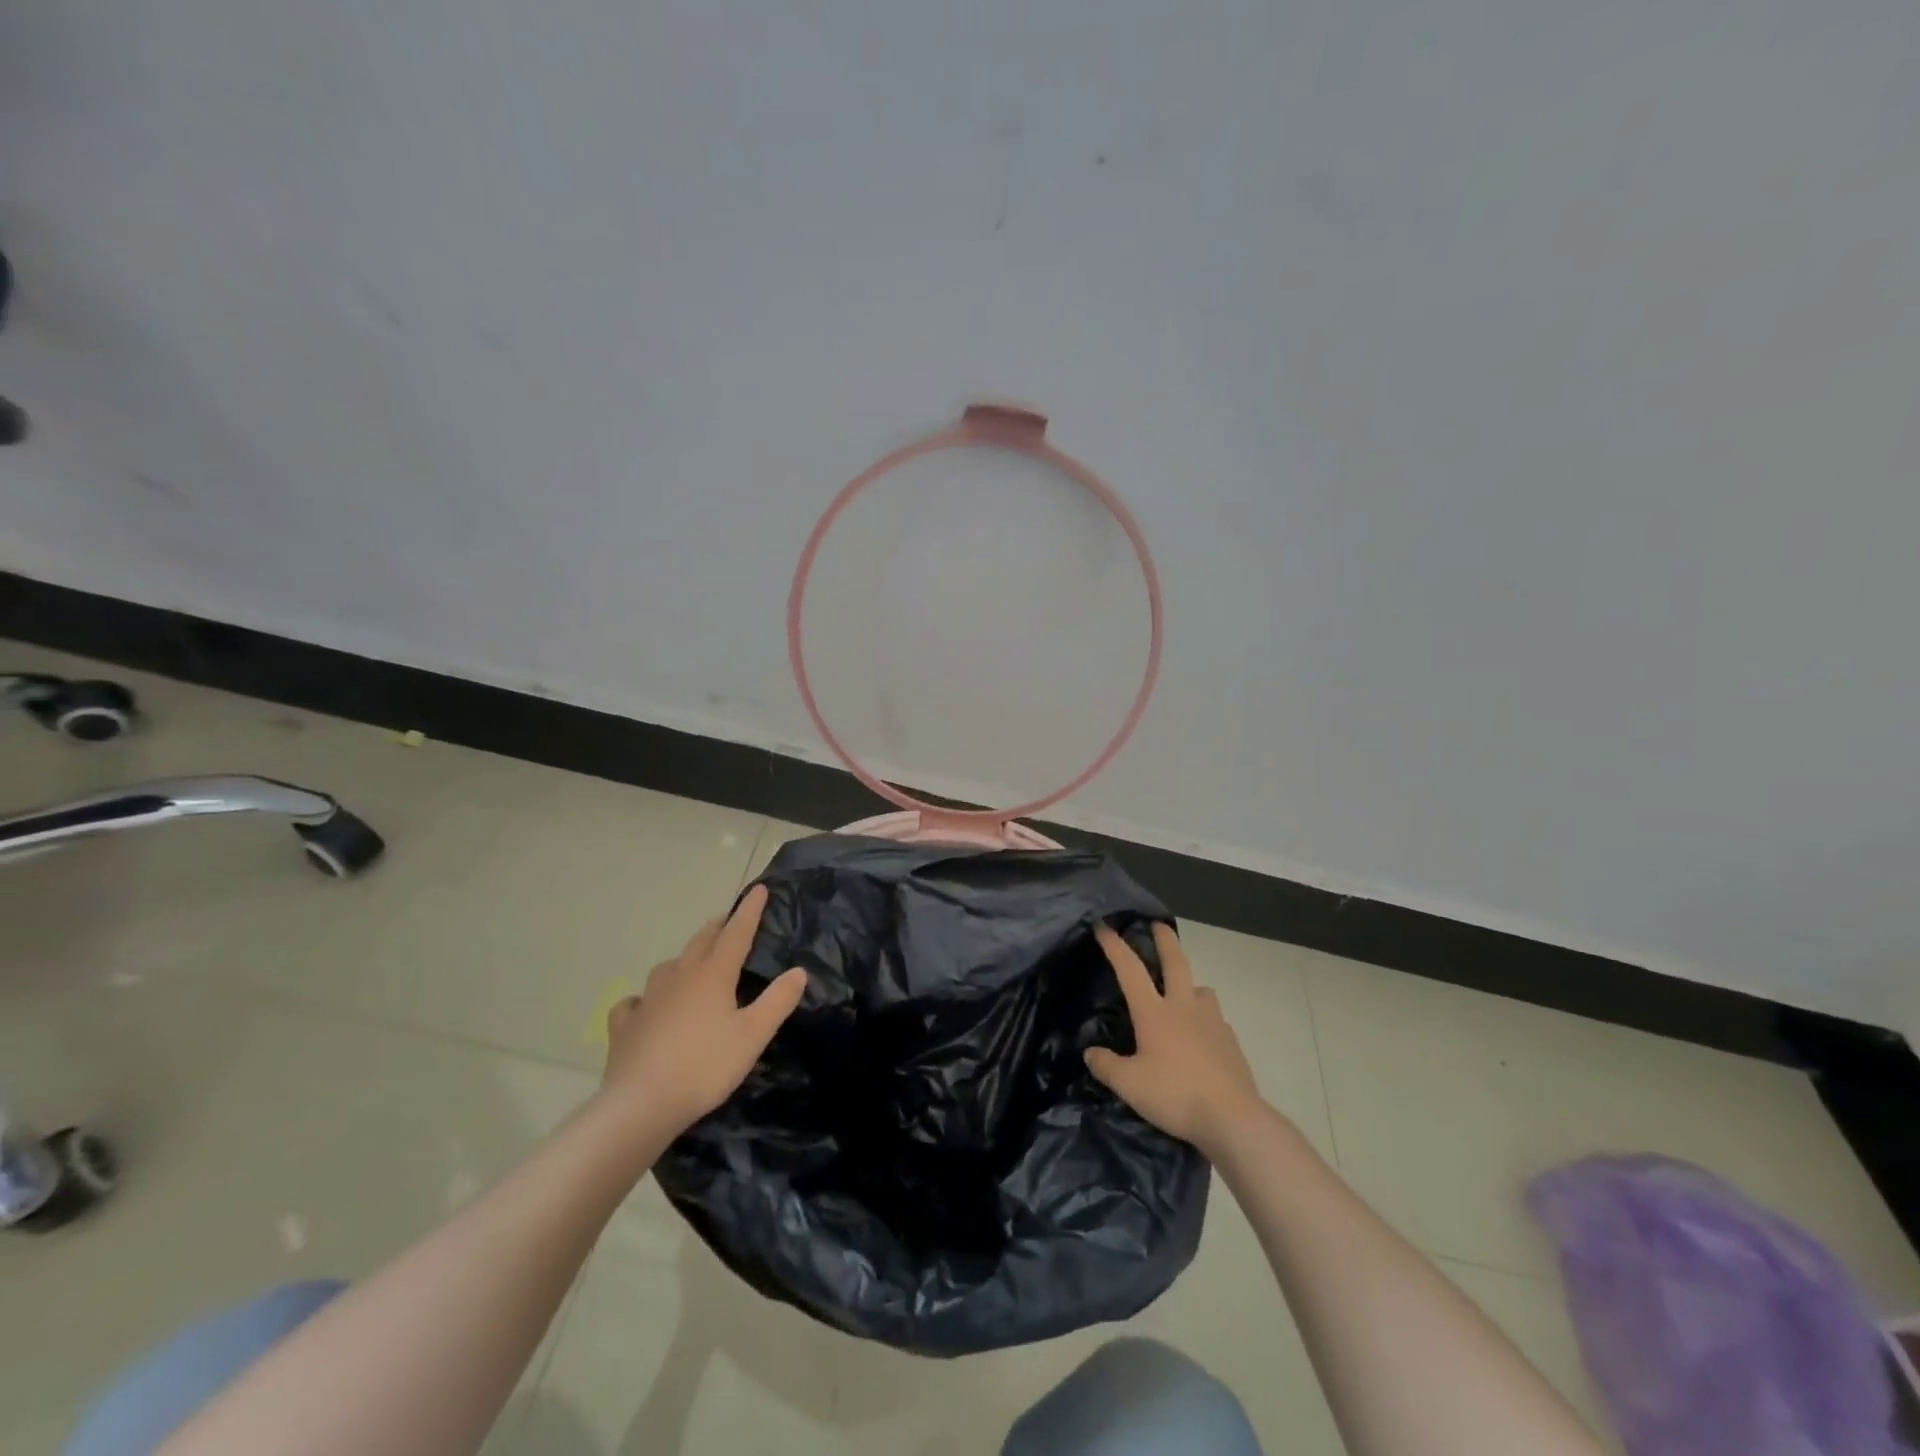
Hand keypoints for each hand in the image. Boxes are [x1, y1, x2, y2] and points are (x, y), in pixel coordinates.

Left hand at [602, 885, 807, 1137]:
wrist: (641, 1104)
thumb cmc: (705, 1066)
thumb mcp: (753, 1035)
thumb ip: (777, 1001)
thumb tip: (799, 971)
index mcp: (714, 974)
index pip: (736, 933)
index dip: (749, 911)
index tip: (758, 889)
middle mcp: (680, 976)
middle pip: (701, 941)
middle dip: (718, 927)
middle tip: (728, 921)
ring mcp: (648, 999)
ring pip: (669, 966)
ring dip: (685, 958)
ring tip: (693, 963)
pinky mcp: (625, 1024)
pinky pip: (636, 1002)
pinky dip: (645, 999)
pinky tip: (645, 1007)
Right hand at [1086, 922, 1265, 1155]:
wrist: (1233, 1118)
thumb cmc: (1175, 1095)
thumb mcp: (1129, 1086)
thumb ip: (1106, 1066)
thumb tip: (1091, 1053)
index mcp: (1154, 1012)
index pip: (1130, 969)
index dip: (1115, 946)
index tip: (1103, 927)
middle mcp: (1184, 1007)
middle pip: (1175, 962)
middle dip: (1165, 940)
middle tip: (1158, 925)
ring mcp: (1212, 1021)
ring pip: (1201, 989)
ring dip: (1190, 984)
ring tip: (1183, 994)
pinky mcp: (1230, 1040)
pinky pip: (1215, 1018)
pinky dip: (1205, 1017)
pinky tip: (1201, 1035)